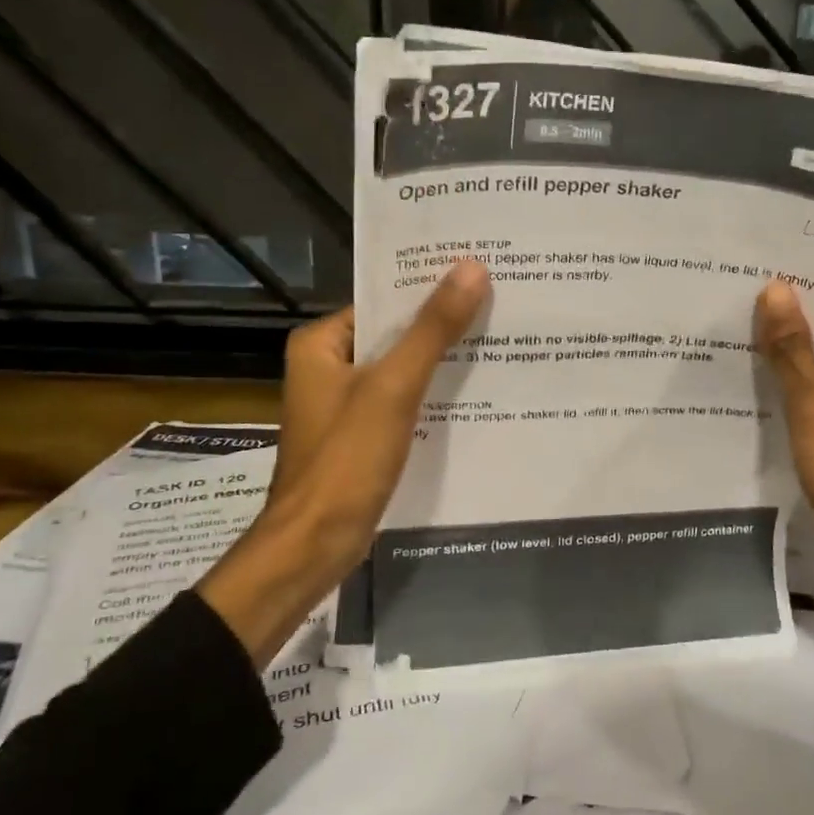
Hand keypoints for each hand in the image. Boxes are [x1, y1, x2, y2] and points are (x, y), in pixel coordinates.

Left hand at [198, 260, 491, 663]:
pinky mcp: (360, 435)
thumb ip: (432, 329)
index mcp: (321, 343)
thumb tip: (473, 268)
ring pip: (400, 369)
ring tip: (497, 340)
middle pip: (393, 334)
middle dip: (441, 325)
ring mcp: (343, 403)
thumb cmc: (346, 460)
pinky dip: (430, 395)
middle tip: (499, 305)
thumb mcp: (393, 388)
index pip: (382, 301)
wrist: (314, 546)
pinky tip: (473, 391)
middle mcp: (327, 365)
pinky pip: (400, 401)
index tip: (479, 277)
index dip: (429, 289)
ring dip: (439, 361)